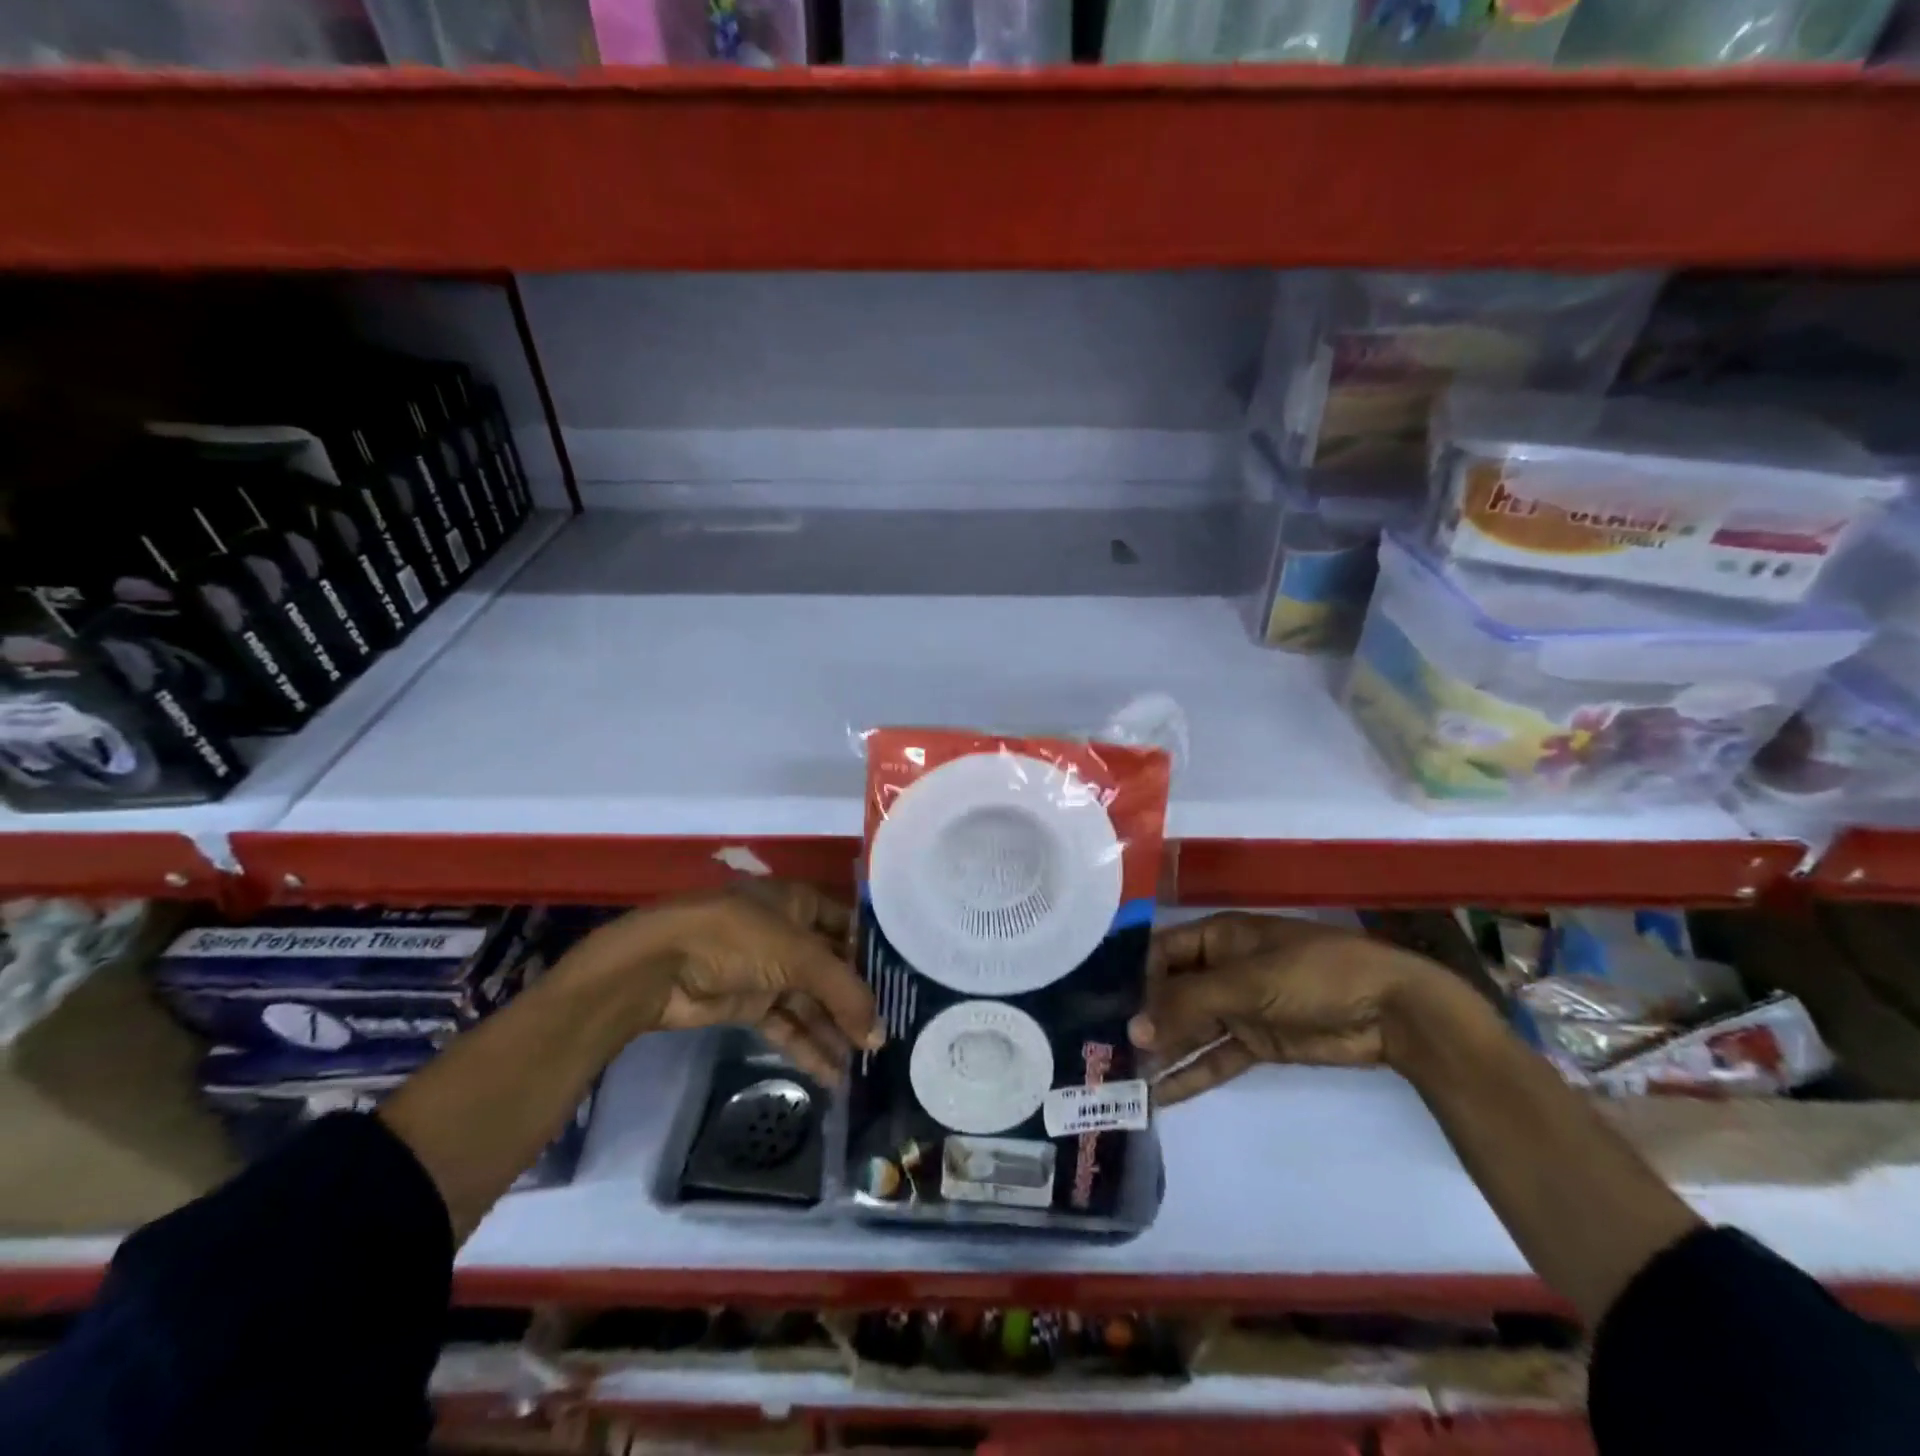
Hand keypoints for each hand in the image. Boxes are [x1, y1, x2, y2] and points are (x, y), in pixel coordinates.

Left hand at [566, 883, 881, 1084]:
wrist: (659, 966)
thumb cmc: (738, 938)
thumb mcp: (800, 956)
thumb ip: (844, 993)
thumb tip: (879, 1035)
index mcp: (799, 903)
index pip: (848, 926)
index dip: (873, 952)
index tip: (903, 982)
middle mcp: (787, 933)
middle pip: (831, 968)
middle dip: (856, 1000)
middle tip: (889, 1032)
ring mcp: (767, 970)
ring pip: (811, 1001)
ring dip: (835, 1030)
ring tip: (866, 1063)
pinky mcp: (748, 1004)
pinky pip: (787, 1025)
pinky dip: (808, 1047)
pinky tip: (834, 1075)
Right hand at [1130, 912, 1456, 1104]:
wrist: (1391, 1011)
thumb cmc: (1312, 974)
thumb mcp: (1245, 981)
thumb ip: (1188, 1004)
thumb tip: (1132, 1029)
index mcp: (1217, 937)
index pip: (1160, 952)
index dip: (1132, 977)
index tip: (1100, 1006)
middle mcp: (1220, 969)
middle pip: (1171, 993)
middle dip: (1142, 1020)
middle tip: (1101, 1050)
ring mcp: (1239, 1007)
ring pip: (1190, 1029)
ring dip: (1162, 1051)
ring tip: (1122, 1078)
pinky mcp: (1257, 1043)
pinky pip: (1215, 1058)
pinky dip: (1190, 1075)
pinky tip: (1159, 1097)